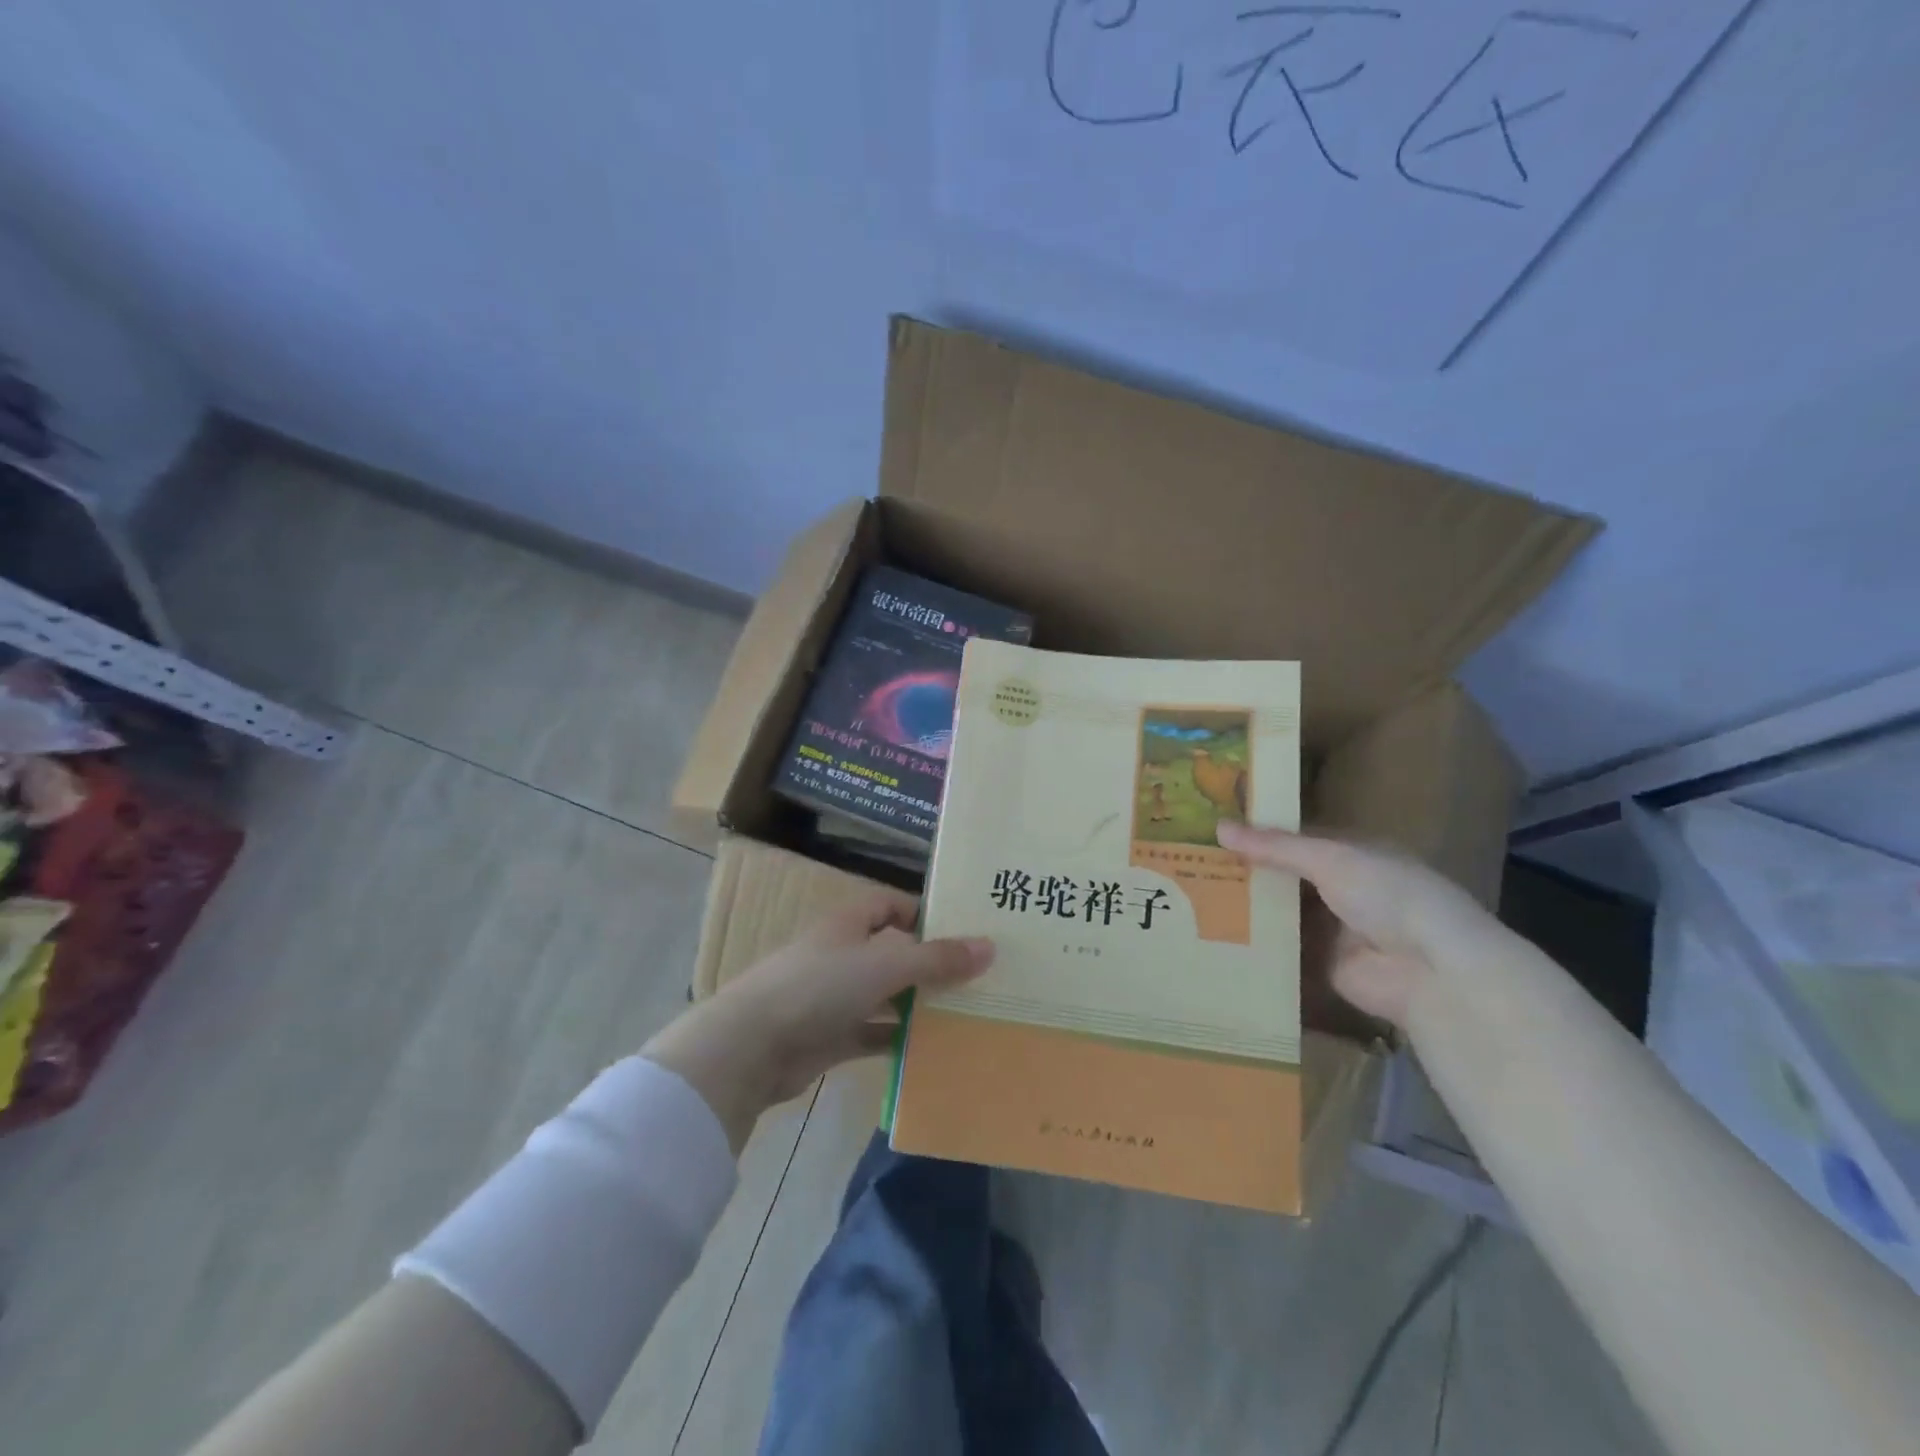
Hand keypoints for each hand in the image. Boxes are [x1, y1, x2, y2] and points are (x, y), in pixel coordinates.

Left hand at [642, 892, 993, 1150]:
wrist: (752, 1046)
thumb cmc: (819, 987)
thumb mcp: (885, 965)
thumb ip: (937, 958)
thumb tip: (990, 946)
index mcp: (849, 924)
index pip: (891, 905)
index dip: (924, 913)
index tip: (964, 931)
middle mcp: (842, 954)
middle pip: (893, 952)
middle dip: (929, 963)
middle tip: (978, 977)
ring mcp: (834, 997)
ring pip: (885, 995)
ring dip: (917, 1004)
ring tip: (966, 1014)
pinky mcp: (829, 1037)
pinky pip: (872, 1033)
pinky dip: (897, 1040)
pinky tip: (933, 1050)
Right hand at [1217, 822, 1500, 1028]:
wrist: (1430, 971)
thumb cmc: (1387, 894)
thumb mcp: (1330, 859)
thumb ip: (1275, 846)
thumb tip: (1218, 827)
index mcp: (1353, 855)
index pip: (1297, 840)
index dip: (1259, 835)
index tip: (1213, 831)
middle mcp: (1343, 889)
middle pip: (1286, 877)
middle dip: (1248, 872)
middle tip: (1193, 863)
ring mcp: (1333, 929)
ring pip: (1282, 913)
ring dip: (1248, 908)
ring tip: (1193, 897)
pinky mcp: (1322, 965)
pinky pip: (1282, 951)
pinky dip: (1255, 945)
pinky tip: (1213, 935)